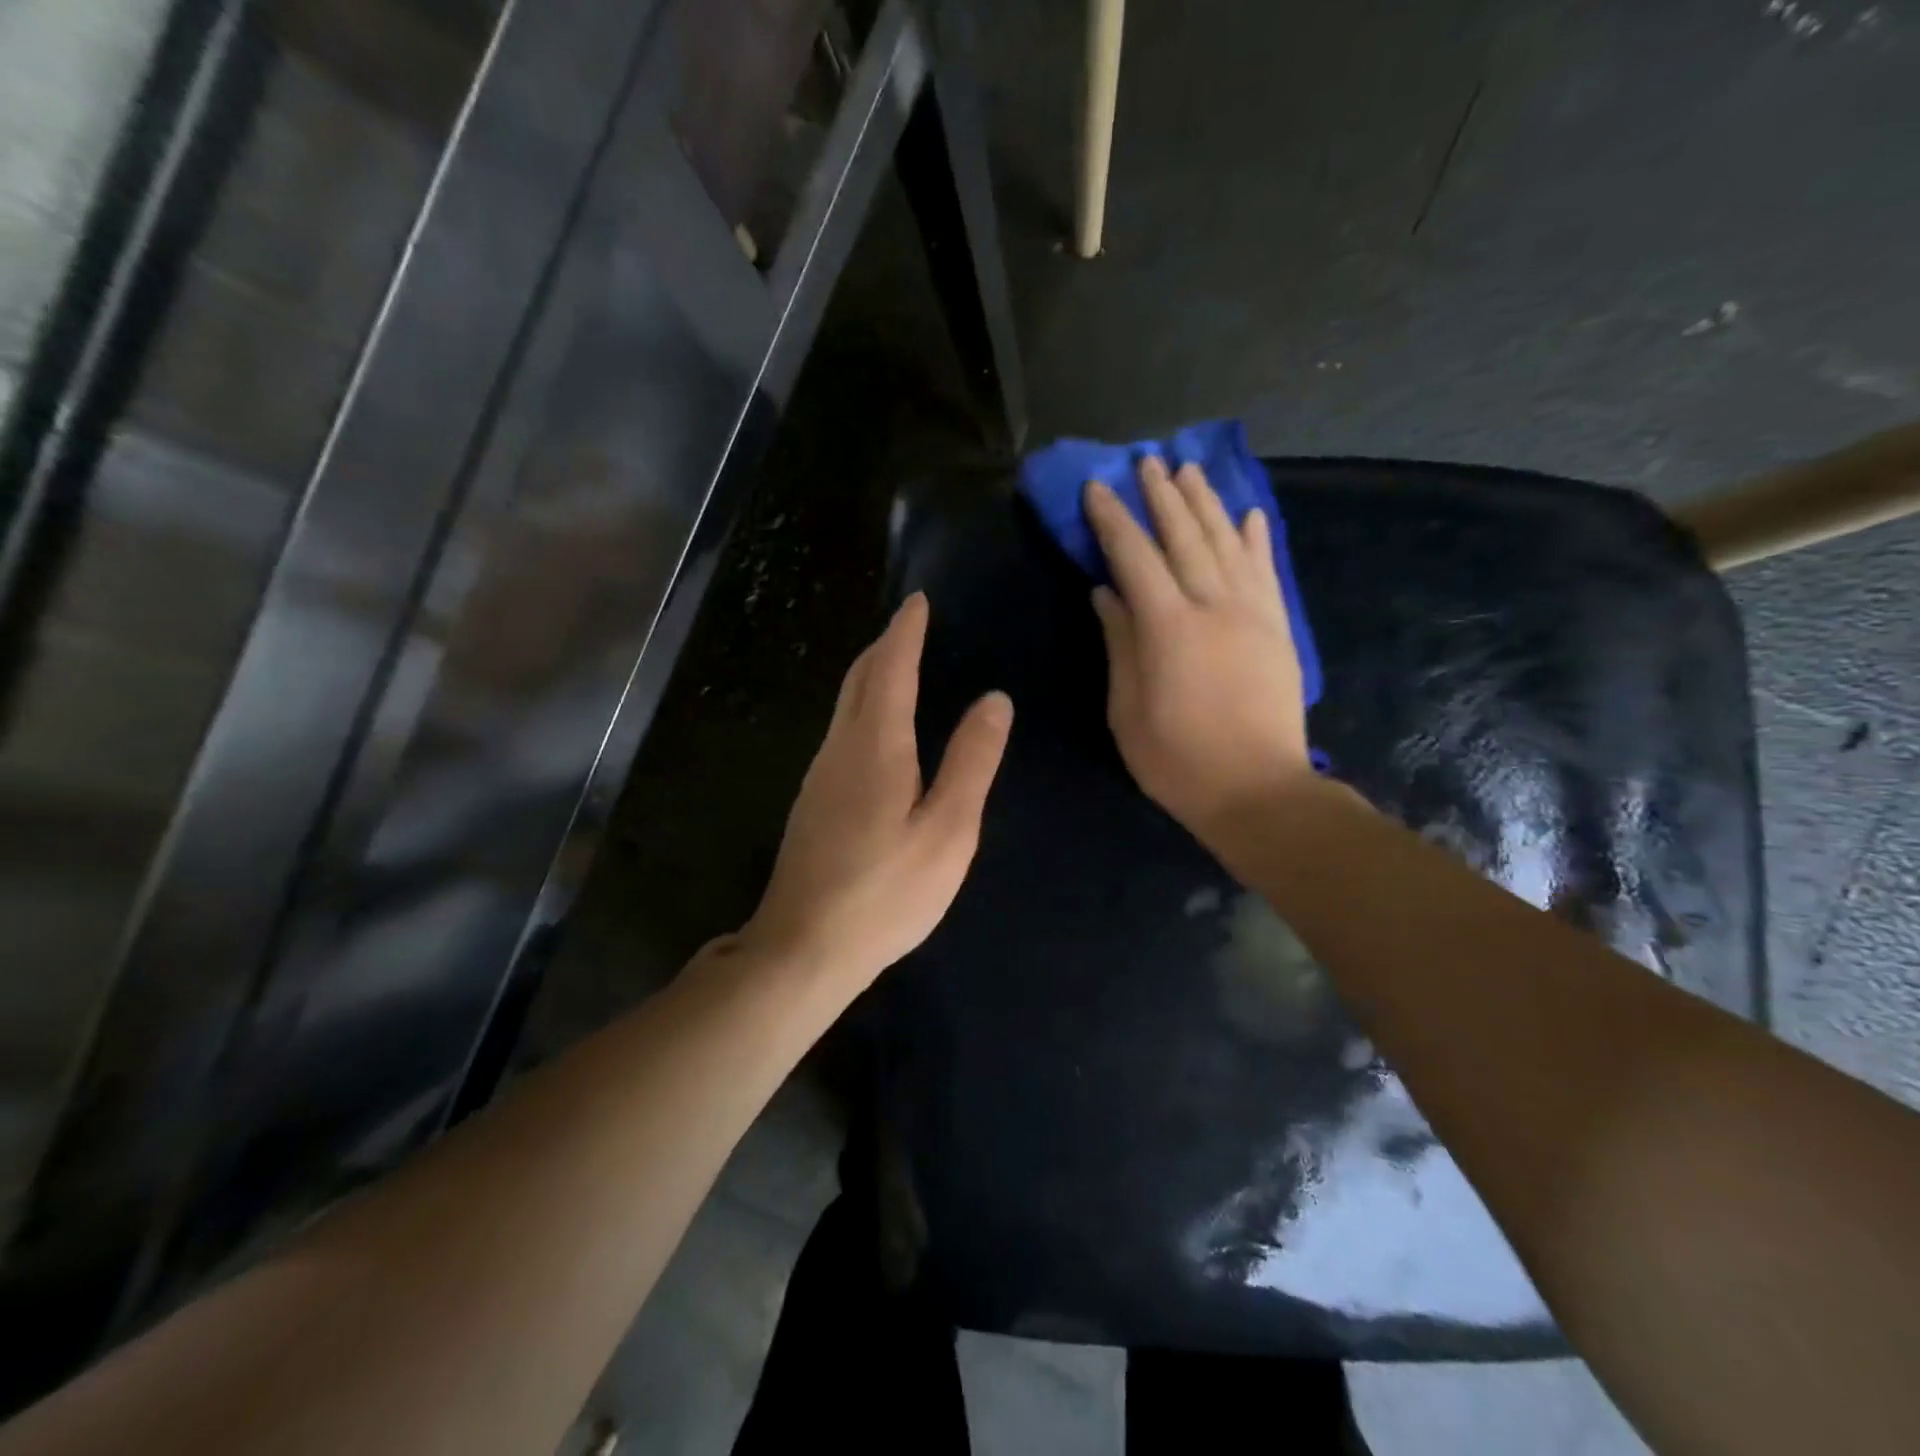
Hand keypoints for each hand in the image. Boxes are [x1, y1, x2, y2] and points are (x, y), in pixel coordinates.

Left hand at [742, 593, 1012, 990]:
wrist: (804, 946)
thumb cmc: (886, 891)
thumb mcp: (948, 829)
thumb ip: (971, 761)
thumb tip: (994, 699)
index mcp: (875, 744)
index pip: (890, 668)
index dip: (905, 632)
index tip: (917, 601)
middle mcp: (839, 748)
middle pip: (858, 679)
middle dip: (884, 647)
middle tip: (909, 626)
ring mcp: (819, 776)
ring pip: (844, 706)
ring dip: (870, 676)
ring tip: (897, 665)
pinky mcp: (813, 802)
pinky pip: (840, 733)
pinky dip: (861, 709)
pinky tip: (876, 730)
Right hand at [1085, 458, 1310, 836]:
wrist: (1257, 791)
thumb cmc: (1177, 760)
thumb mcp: (1128, 710)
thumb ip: (1120, 644)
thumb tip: (1107, 593)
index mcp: (1168, 627)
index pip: (1134, 557)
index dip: (1113, 520)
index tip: (1097, 488)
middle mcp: (1213, 606)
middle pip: (1184, 537)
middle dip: (1161, 497)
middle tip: (1146, 461)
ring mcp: (1252, 614)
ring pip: (1227, 543)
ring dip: (1206, 503)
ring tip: (1188, 471)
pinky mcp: (1278, 628)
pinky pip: (1266, 571)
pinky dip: (1256, 539)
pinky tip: (1249, 514)